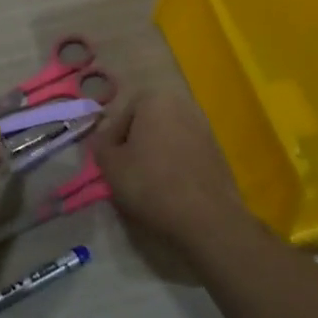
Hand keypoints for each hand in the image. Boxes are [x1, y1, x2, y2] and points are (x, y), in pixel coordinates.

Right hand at [91, 91, 244, 245]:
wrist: (207, 219)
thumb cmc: (151, 183)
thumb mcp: (110, 164)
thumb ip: (100, 143)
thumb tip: (105, 137)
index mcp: (155, 99)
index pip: (120, 112)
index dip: (110, 137)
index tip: (109, 159)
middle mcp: (183, 105)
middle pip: (145, 121)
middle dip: (133, 141)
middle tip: (124, 167)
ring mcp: (204, 127)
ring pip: (165, 135)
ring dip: (153, 152)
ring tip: (145, 179)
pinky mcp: (217, 151)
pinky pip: (184, 150)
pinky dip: (172, 162)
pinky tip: (168, 185)